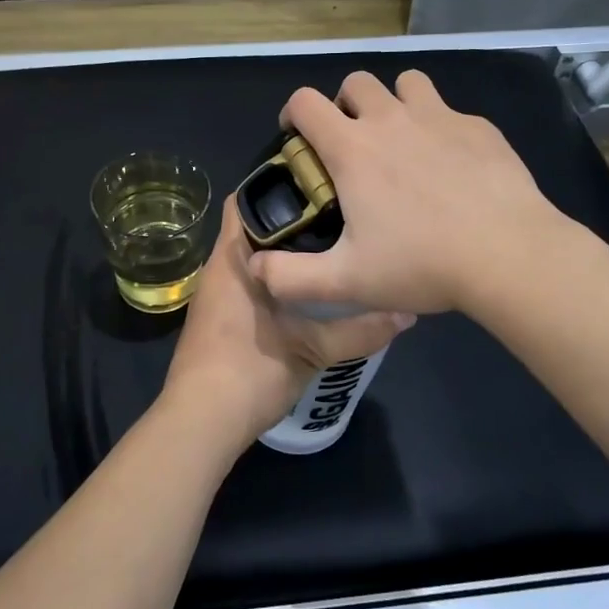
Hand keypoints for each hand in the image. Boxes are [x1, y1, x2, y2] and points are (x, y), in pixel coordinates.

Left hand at [160, 196, 410, 449]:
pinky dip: (272, 282)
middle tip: (336, 217)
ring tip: (328, 249)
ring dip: (281, 255)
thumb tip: (408, 314)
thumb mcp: (313, 350)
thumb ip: (360, 330)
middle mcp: (217, 270)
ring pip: (250, 261)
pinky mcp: (216, 322)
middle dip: (289, 222)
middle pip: (251, 230)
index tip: (316, 184)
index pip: (243, 201)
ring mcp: (213, 298)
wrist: (200, 424)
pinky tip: (305, 294)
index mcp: (231, 260)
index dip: (275, 186)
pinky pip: (246, 286)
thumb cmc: (250, 372)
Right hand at [250, 70, 562, 316]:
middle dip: (344, 104)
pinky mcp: (479, 127)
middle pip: (356, 82)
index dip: (293, 113)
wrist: (508, 255)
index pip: (306, 102)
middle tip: (351, 144)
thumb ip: (291, 277)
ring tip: (400, 140)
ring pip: (405, 83)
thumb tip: (255, 267)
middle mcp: (391, 120)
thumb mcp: (346, 282)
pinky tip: (450, 165)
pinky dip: (439, 126)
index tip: (297, 137)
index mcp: (353, 149)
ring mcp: (439, 118)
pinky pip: (449, 110)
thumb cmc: (421, 264)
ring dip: (394, 102)